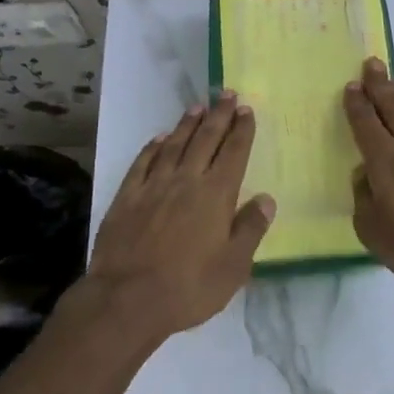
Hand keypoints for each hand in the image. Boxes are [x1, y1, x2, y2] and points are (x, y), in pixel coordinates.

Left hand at [86, 95, 274, 341]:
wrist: (126, 300)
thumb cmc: (188, 287)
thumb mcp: (233, 267)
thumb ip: (250, 229)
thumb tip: (266, 198)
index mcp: (215, 195)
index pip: (233, 153)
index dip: (242, 130)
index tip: (247, 110)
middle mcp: (186, 180)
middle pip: (206, 139)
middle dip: (219, 115)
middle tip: (227, 93)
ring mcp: (153, 186)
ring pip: (174, 145)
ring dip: (188, 124)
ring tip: (198, 106)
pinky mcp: (126, 197)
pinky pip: (142, 163)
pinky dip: (152, 147)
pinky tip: (159, 138)